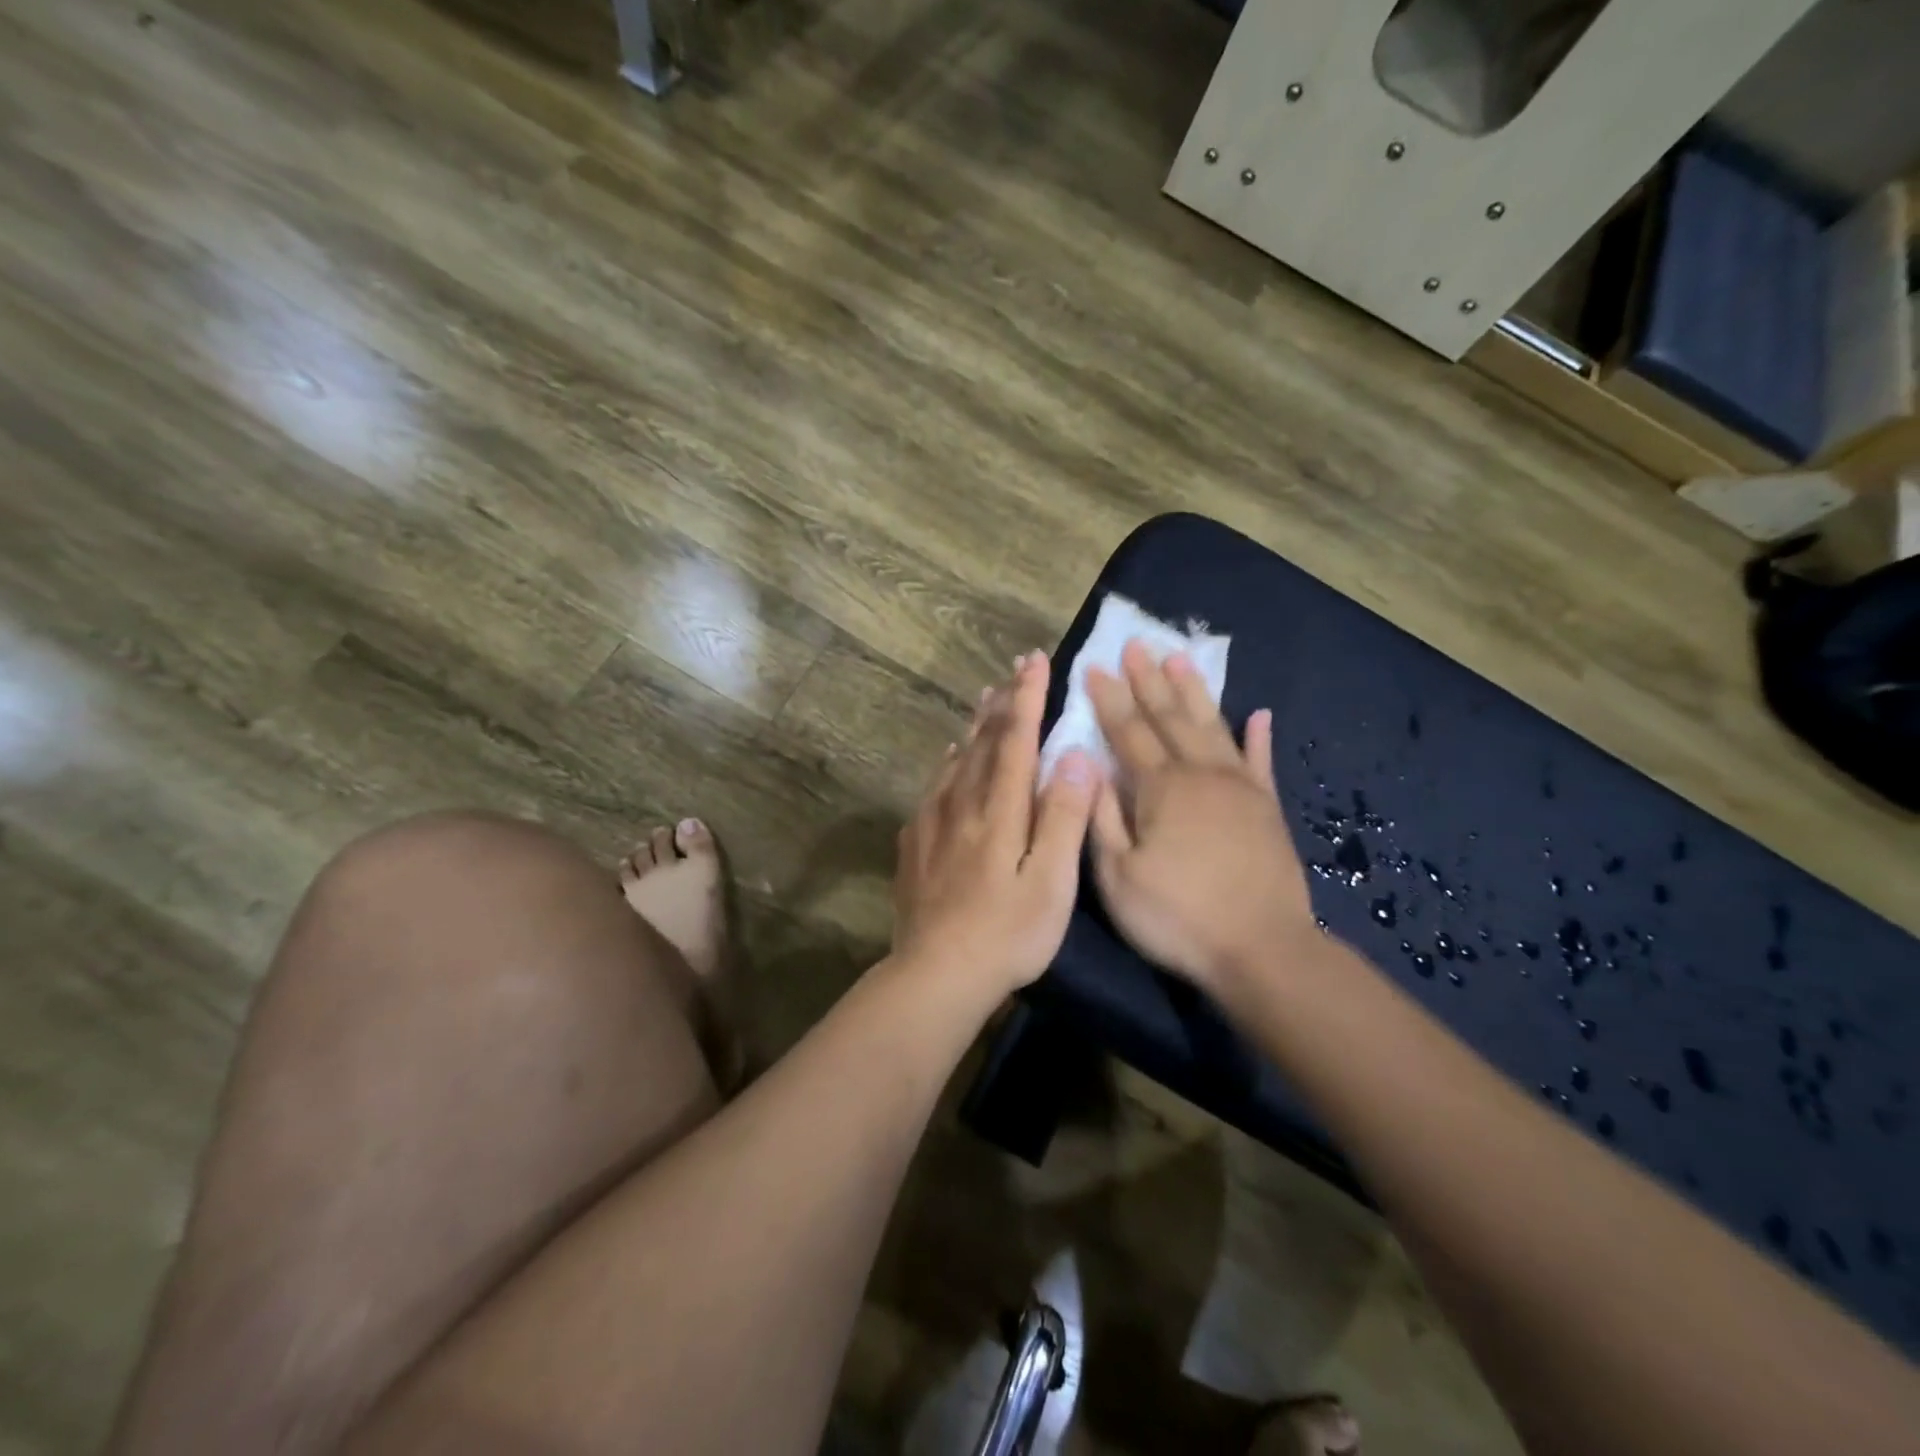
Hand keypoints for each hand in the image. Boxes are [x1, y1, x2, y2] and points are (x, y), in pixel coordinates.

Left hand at [892, 651, 1098, 996]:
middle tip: (1014, 668)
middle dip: (1003, 700)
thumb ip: (1064, 816)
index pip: (1016, 739)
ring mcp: (933, 821)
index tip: (1036, 661)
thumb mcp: (1052, 881)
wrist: (935, 973)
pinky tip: (952, 759)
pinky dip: (950, 762)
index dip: (1028, 698)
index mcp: (1000, 809)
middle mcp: (963, 803)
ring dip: (975, 724)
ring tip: (985, 698)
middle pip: (984, 740)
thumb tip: (1075, 754)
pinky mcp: (915, 842)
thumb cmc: (1007, 932)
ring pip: (957, 758)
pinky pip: (935, 785)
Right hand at [1086, 641, 1314, 1005]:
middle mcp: (1201, 774)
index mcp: (1160, 788)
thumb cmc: (1177, 917)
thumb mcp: (1118, 875)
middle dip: (1149, 679)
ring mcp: (1240, 787)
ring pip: (1212, 726)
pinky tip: (1259, 714)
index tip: (1095, 666)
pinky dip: (1259, 736)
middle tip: (1136, 643)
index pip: (1127, 731)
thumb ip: (1101, 815)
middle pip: (1170, 716)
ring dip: (1194, 691)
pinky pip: (1261, 761)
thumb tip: (1087, 764)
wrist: (1262, 949)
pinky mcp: (1268, 808)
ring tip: (1181, 657)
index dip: (1109, 699)